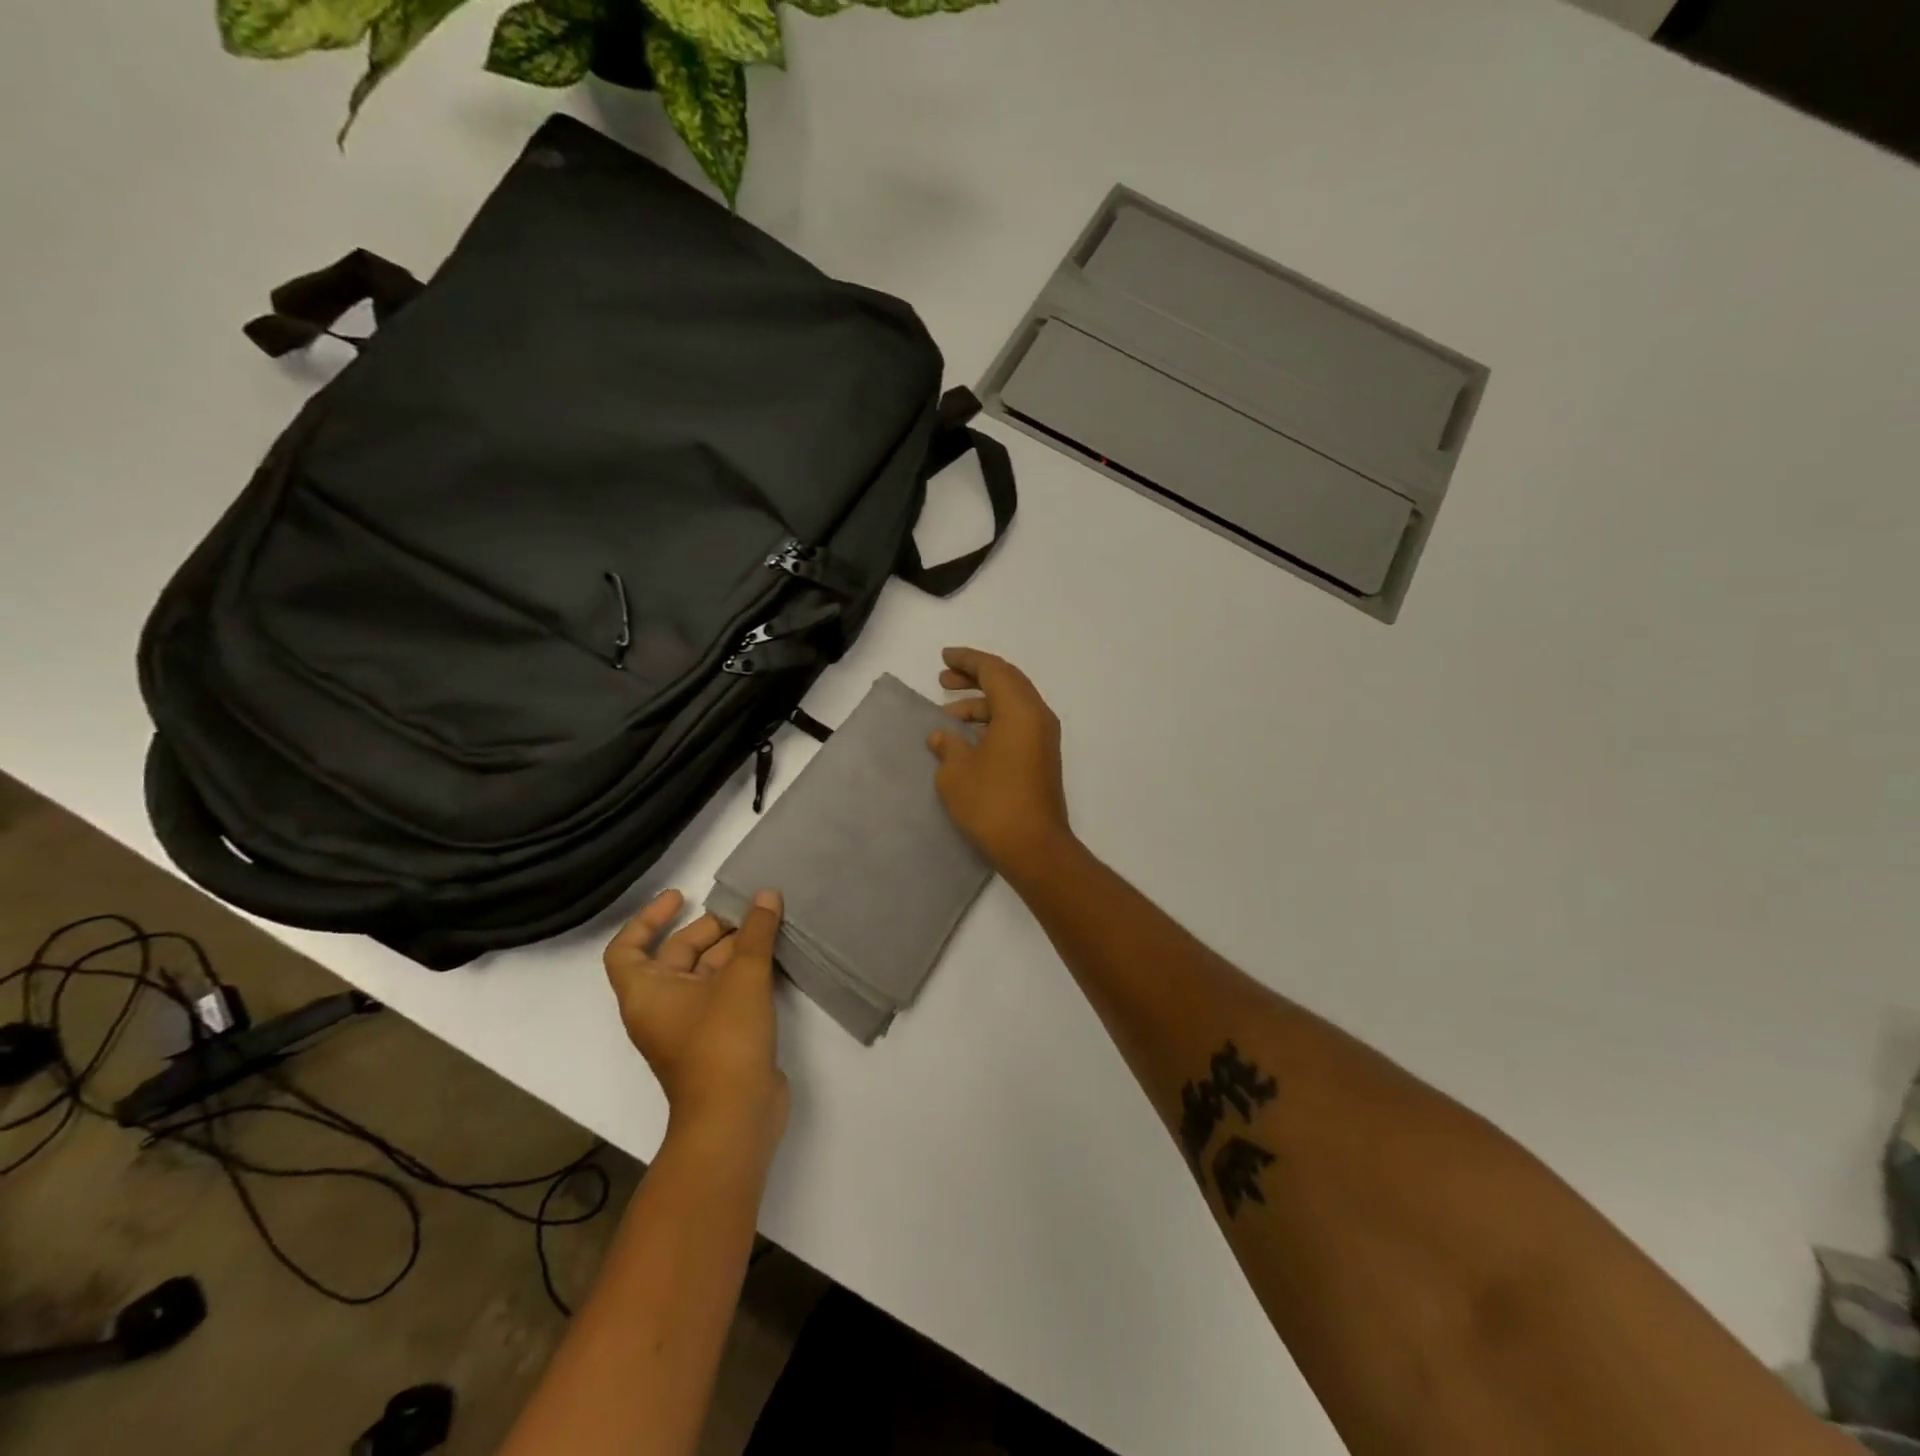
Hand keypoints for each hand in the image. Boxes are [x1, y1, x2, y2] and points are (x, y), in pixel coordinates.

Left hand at [604, 888, 787, 1156]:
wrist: (735, 1117)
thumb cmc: (723, 1041)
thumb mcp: (743, 977)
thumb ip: (756, 932)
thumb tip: (766, 895)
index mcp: (646, 993)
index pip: (627, 949)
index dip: (649, 918)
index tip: (681, 897)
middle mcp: (661, 1008)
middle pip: (675, 956)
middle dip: (709, 929)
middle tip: (746, 909)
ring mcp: (690, 1026)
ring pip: (705, 975)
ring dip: (731, 950)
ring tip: (766, 926)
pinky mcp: (718, 1040)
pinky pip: (724, 994)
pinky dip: (742, 973)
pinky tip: (771, 957)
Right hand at [928, 646, 1071, 876]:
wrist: (1034, 847)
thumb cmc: (992, 803)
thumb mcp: (956, 772)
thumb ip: (947, 746)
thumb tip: (942, 736)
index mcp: (1020, 710)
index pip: (993, 670)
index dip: (967, 660)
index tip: (943, 658)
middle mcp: (1038, 717)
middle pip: (1007, 682)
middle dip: (974, 678)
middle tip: (943, 680)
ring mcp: (1044, 739)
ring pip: (1012, 706)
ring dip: (981, 704)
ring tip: (948, 716)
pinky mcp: (1042, 759)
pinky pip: (1016, 725)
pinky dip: (992, 722)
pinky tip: (967, 739)